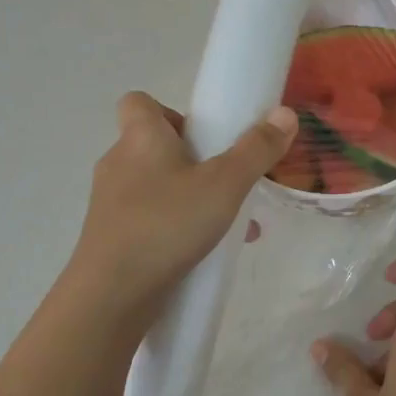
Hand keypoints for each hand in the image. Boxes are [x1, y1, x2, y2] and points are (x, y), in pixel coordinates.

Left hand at [69, 92, 296, 326]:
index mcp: (140, 138)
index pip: (140, 102)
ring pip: (155, 188)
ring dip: (189, 199)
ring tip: (225, 225)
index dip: (171, 112)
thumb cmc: (167, 225)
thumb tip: (285, 113)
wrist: (112, 294)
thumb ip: (256, 150)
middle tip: (225, 184)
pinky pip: (148, 221)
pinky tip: (203, 253)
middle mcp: (118, 163)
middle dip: (192, 162)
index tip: (204, 138)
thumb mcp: (224, 185)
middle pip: (154, 147)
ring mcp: (109, 203)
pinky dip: (174, 228)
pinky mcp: (110, 237)